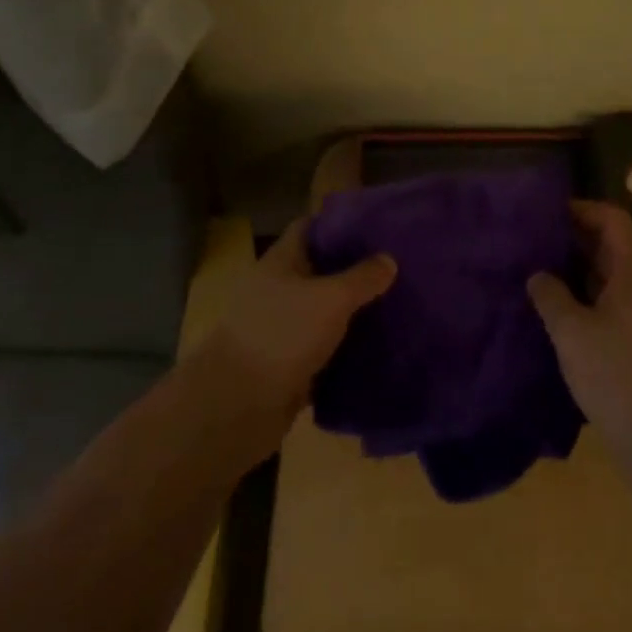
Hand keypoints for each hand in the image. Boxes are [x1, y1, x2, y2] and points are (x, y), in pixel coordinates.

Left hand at [200, 218, 395, 447]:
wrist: (238, 407)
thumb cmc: (283, 335)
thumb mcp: (331, 299)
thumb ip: (362, 278)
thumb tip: (389, 259)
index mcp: (281, 261)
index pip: (310, 227)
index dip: (340, 224)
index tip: (375, 227)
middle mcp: (278, 289)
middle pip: (319, 269)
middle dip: (353, 269)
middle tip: (394, 267)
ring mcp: (280, 328)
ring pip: (322, 310)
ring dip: (351, 311)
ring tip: (393, 304)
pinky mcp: (287, 364)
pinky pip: (322, 347)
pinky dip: (344, 347)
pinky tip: (375, 346)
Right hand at [528, 201, 631, 463]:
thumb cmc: (618, 377)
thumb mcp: (573, 333)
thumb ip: (551, 296)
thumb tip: (538, 275)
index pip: (611, 218)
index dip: (580, 209)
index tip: (544, 214)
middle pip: (611, 244)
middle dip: (572, 240)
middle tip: (532, 242)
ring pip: (611, 275)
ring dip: (577, 271)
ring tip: (538, 274)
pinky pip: (615, 302)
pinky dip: (588, 297)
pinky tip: (559, 313)